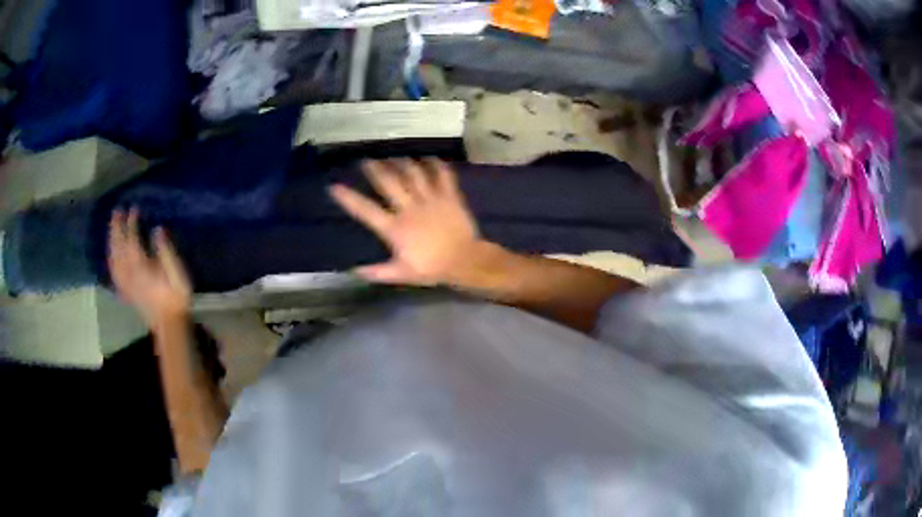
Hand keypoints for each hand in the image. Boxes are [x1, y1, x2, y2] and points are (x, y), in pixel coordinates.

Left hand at [108, 208, 191, 326]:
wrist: (170, 325)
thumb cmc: (176, 297)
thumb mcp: (176, 271)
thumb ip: (165, 250)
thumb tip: (157, 229)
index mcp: (141, 266)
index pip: (132, 239)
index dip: (132, 223)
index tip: (134, 208)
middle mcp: (129, 273)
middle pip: (118, 247)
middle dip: (116, 228)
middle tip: (117, 211)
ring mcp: (126, 283)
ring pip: (113, 259)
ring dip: (111, 242)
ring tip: (112, 228)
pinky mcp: (126, 292)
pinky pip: (114, 274)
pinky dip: (111, 261)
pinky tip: (111, 256)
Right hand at [329, 158, 483, 284]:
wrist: (464, 261)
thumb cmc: (431, 268)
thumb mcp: (401, 274)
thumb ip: (377, 272)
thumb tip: (354, 270)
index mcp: (395, 228)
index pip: (366, 210)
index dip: (349, 198)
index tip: (334, 186)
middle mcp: (410, 208)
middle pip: (389, 182)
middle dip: (375, 169)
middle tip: (366, 160)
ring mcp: (431, 199)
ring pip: (413, 174)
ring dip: (402, 163)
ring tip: (394, 157)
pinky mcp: (449, 196)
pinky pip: (442, 175)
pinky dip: (436, 165)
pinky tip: (429, 158)